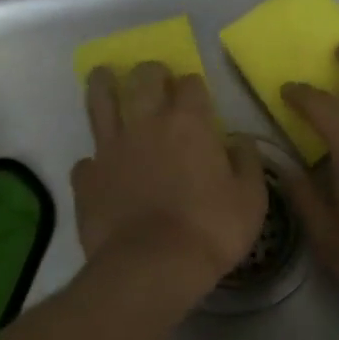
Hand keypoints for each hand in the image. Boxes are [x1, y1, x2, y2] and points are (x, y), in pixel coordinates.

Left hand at [73, 63, 267, 300]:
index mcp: (188, 123)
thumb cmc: (211, 229)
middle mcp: (146, 124)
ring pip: (100, 101)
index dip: (194, 85)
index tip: (197, 93)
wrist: (152, 267)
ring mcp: (111, 149)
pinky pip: (87, 159)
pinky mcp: (87, 179)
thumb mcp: (251, 198)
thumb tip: (239, 141)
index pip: (190, 83)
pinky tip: (98, 165)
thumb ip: (247, 162)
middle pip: (143, 79)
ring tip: (104, 76)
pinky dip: (94, 159)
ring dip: (103, 84)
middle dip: (151, 72)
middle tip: (155, 77)